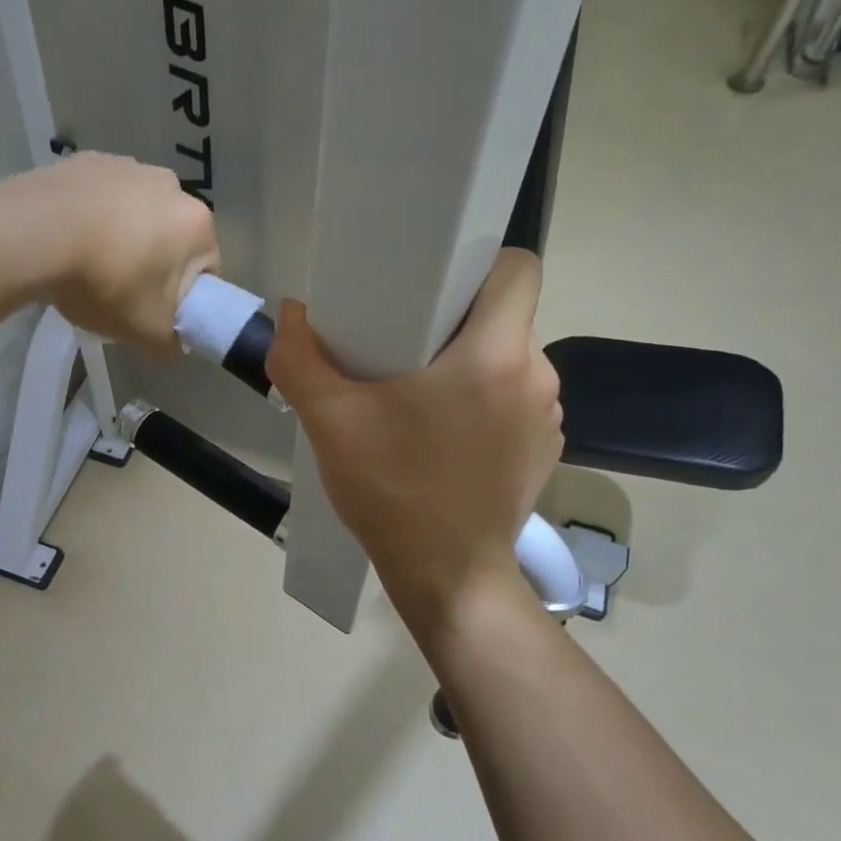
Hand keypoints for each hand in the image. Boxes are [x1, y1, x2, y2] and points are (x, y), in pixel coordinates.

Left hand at [0, 152, 218, 355]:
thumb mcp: (145, 332)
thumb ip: (170, 346)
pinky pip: (99, 198)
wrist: (33, 235)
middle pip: (170, 237)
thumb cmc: (105, 282)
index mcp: (196, 222)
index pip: (206, 269)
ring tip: (88, 266)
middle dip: (152, 264)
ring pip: (134, 214)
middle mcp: (170, 185)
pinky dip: (90, 217)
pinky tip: (67, 241)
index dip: (184, 297)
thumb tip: (174, 347)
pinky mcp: (87, 160)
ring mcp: (127, 166)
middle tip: (121, 293)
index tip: (157, 313)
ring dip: (121, 238)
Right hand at [268, 247, 563, 632]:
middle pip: (504, 316)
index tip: (432, 285)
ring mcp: (547, 418)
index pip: (516, 268)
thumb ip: (299, 358)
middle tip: (403, 344)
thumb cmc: (393, 491)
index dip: (478, 263)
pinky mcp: (544, 451)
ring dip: (470, 365)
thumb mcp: (330, 422)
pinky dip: (484, 404)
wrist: (448, 577)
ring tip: (418, 396)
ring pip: (509, 360)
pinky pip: (515, 402)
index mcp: (495, 354)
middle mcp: (536, 376)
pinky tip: (444, 438)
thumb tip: (293, 312)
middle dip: (456, 319)